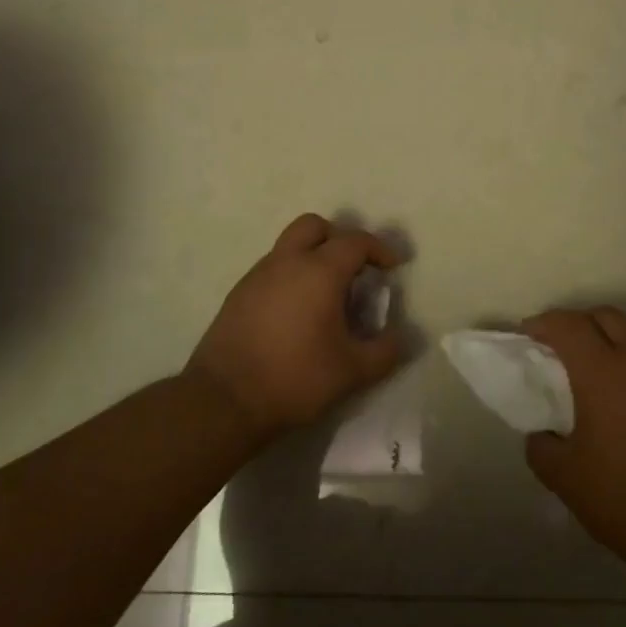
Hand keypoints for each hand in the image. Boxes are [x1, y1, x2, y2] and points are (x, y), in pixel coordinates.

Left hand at [186, 213, 406, 437]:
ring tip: (326, 294)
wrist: (224, 400)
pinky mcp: (238, 294)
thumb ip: (385, 351)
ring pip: (290, 245)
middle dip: (339, 238)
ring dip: (312, 256)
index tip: (393, 267)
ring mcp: (258, 275)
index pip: (356, 242)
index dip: (379, 250)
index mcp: (319, 271)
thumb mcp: (352, 372)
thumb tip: (401, 336)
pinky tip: (296, 313)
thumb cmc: (295, 378)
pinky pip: (272, 269)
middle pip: (315, 226)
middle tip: (354, 268)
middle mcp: (287, 262)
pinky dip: (291, 276)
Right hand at [523, 307, 625, 569]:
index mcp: (602, 370)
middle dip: (578, 323)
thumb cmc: (625, 495)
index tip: (526, 336)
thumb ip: (541, 447)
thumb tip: (541, 434)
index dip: (543, 324)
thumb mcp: (566, 478)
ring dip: (608, 340)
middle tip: (558, 349)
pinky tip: (623, 397)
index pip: (568, 324)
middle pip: (605, 316)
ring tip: (591, 373)